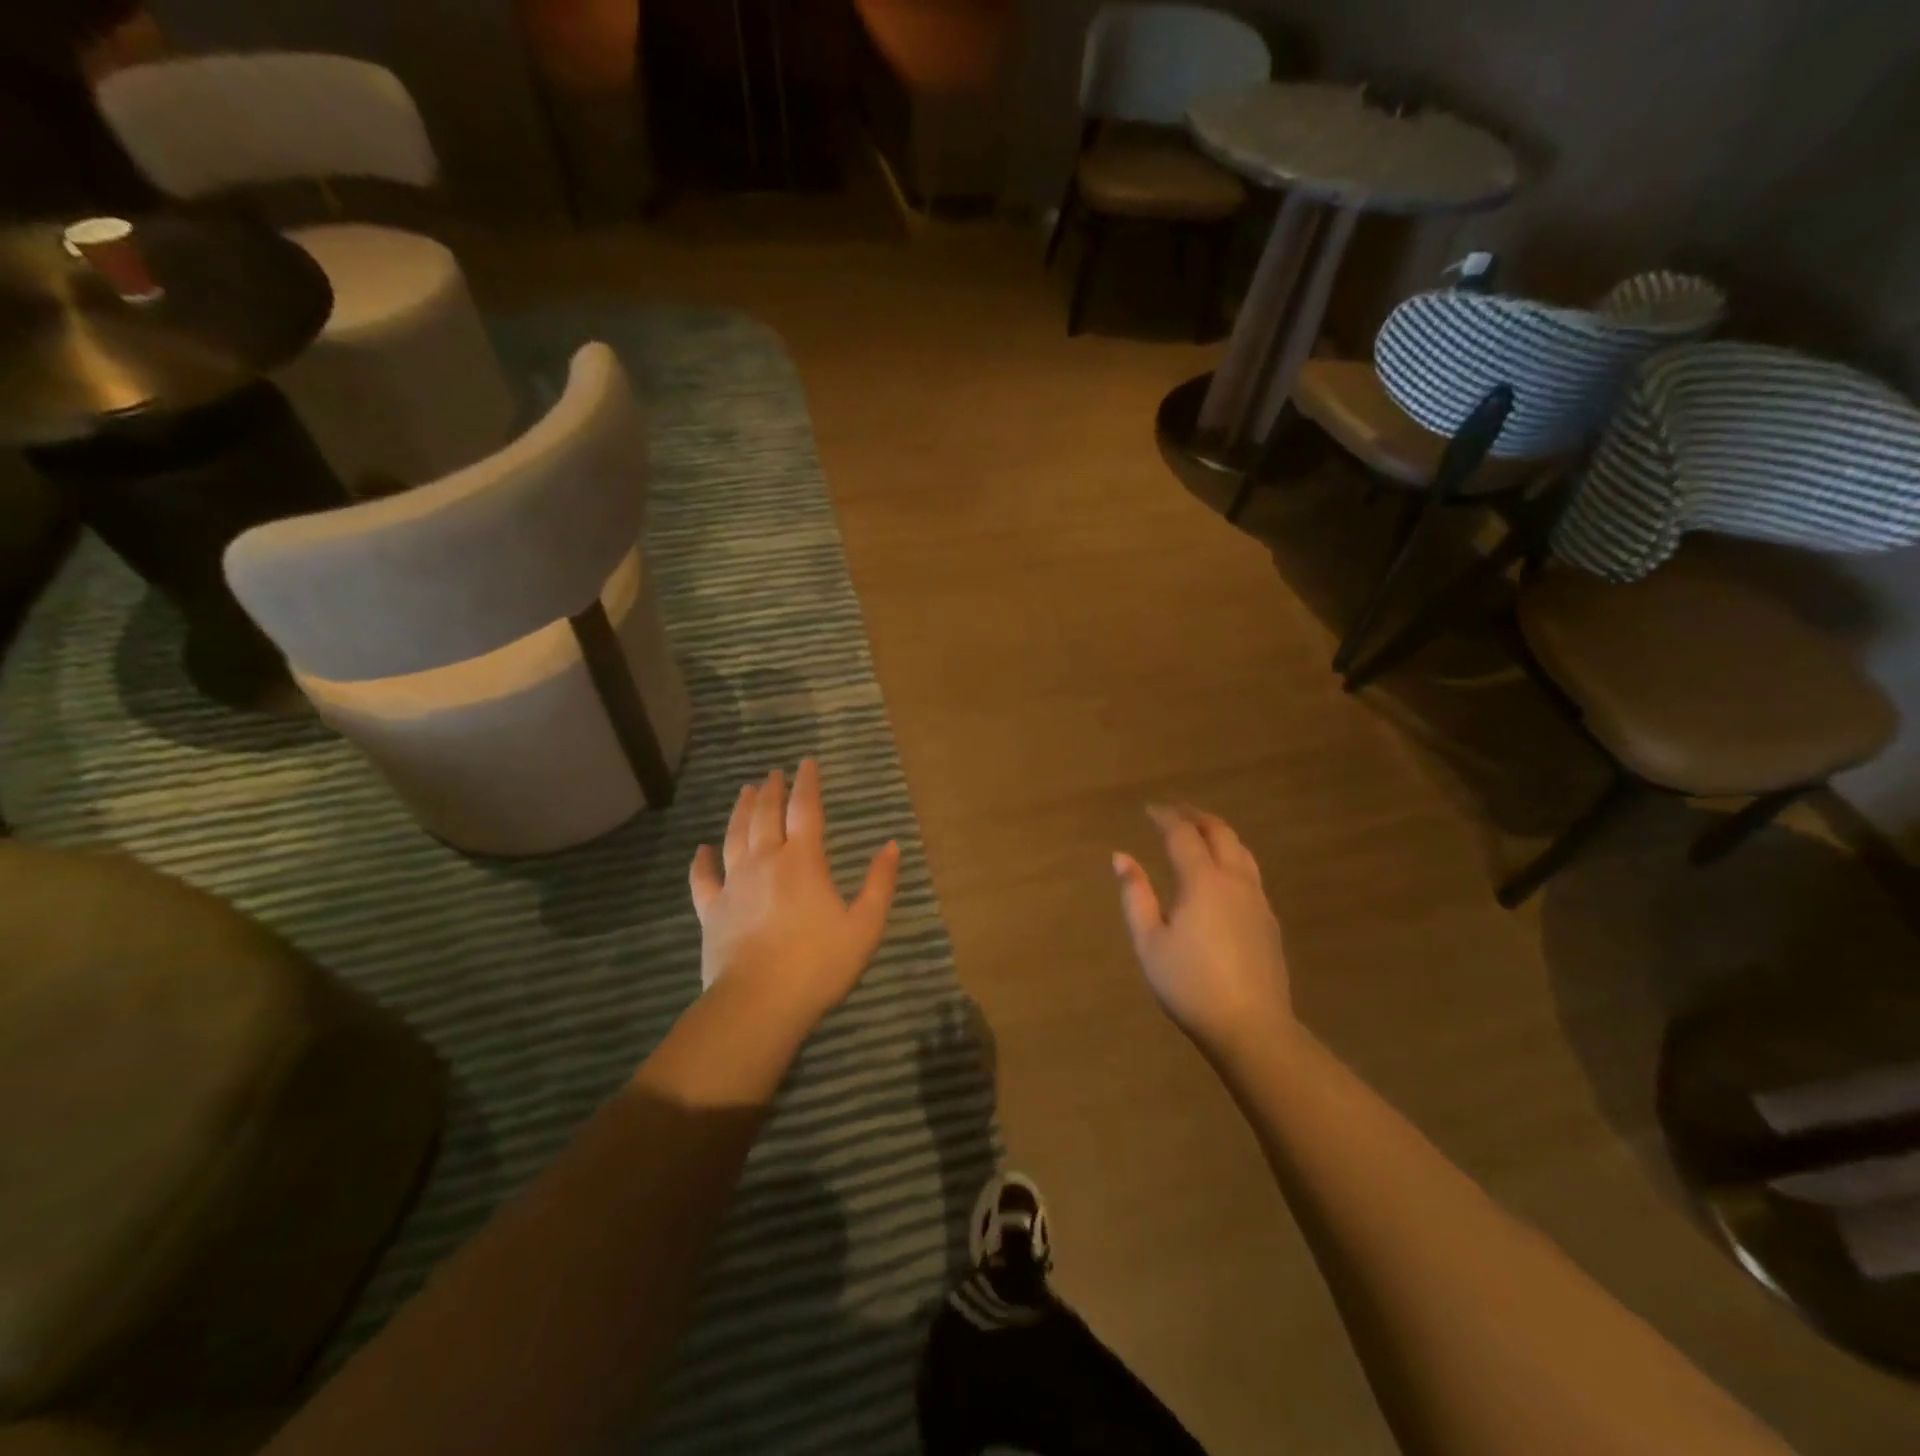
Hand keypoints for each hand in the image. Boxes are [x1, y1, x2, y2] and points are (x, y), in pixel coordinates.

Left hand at [689, 760, 899, 1026]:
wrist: (758, 1003)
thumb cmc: (819, 964)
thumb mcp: (865, 925)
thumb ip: (879, 883)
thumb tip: (892, 845)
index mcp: (803, 861)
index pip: (805, 810)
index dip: (807, 783)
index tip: (806, 762)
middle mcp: (765, 862)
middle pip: (766, 816)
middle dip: (771, 790)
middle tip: (773, 773)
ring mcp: (734, 885)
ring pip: (734, 836)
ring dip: (741, 811)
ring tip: (745, 792)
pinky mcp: (712, 911)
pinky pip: (703, 878)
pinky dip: (701, 861)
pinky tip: (700, 849)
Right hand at [1113, 805, 1292, 1058]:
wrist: (1251, 1028)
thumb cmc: (1190, 984)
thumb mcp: (1149, 942)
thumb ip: (1135, 895)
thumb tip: (1121, 857)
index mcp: (1203, 881)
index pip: (1182, 834)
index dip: (1165, 817)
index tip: (1149, 810)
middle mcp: (1235, 881)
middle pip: (1220, 833)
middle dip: (1195, 816)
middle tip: (1174, 812)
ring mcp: (1257, 900)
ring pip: (1241, 851)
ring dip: (1218, 834)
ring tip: (1199, 833)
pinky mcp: (1268, 921)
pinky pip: (1249, 872)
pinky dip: (1231, 856)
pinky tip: (1220, 873)